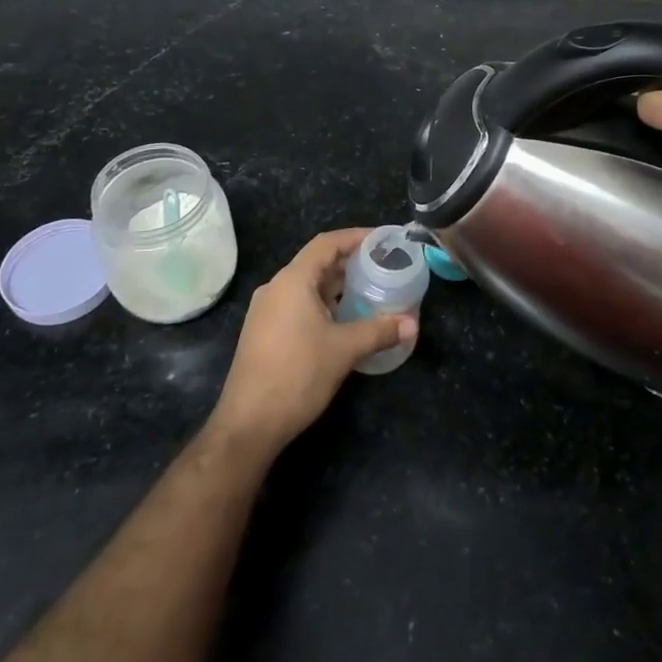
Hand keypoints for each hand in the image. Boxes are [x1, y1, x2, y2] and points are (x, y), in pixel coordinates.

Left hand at [208, 229, 416, 455]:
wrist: (249, 424)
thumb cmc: (297, 375)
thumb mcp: (344, 350)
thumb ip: (379, 331)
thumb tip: (412, 324)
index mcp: (292, 281)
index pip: (327, 244)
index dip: (356, 237)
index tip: (383, 240)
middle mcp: (276, 288)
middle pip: (317, 262)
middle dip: (350, 262)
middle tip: (383, 266)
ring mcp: (267, 311)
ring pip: (307, 286)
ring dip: (337, 285)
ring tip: (370, 291)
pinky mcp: (265, 332)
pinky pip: (298, 304)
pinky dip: (323, 303)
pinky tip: (344, 319)